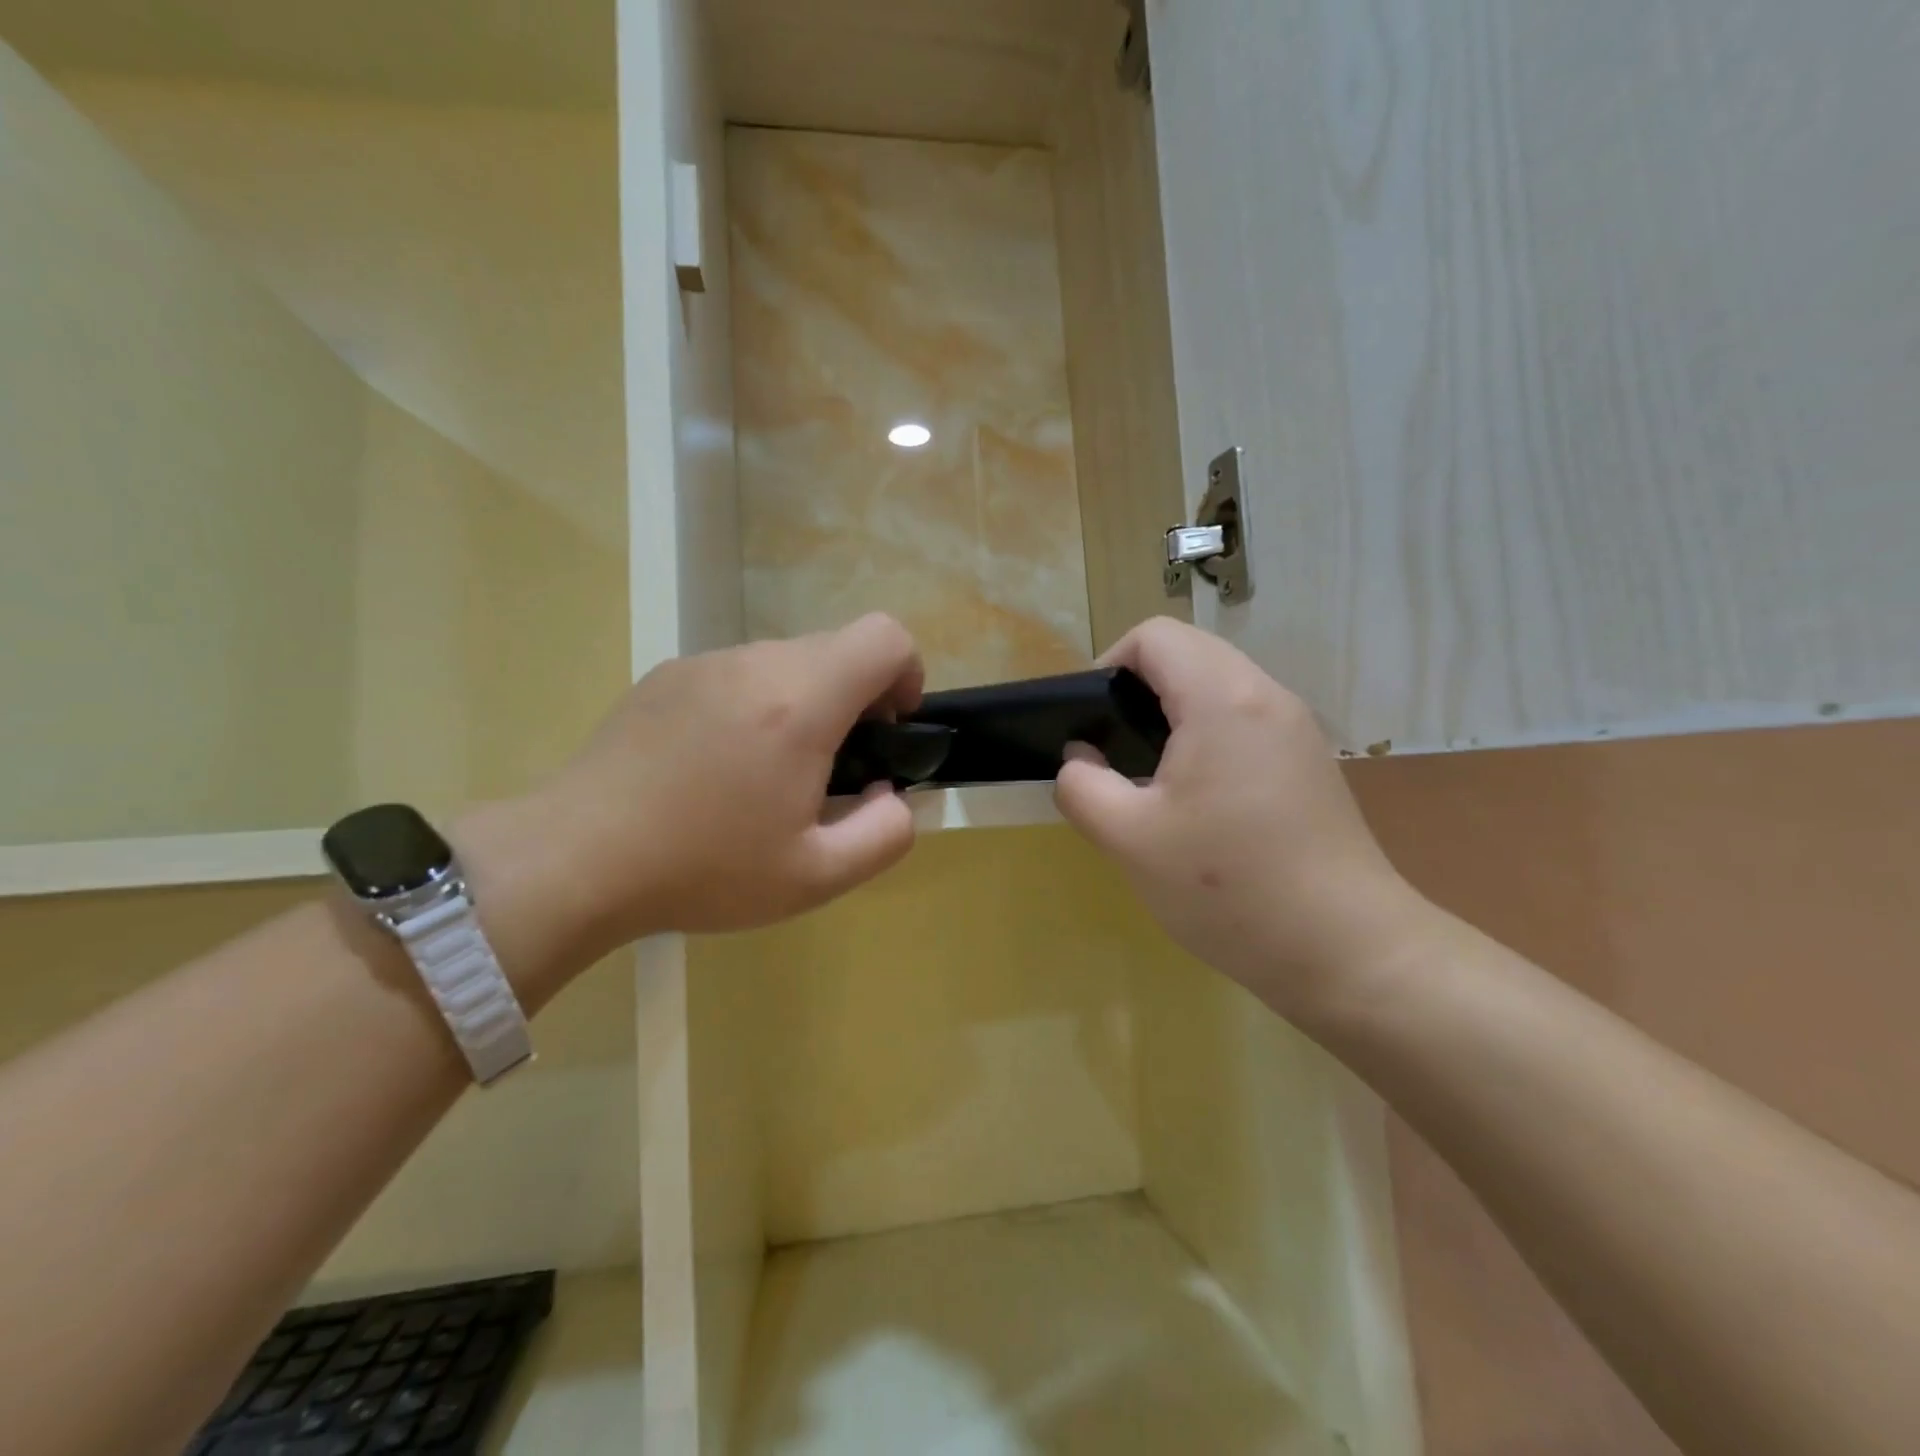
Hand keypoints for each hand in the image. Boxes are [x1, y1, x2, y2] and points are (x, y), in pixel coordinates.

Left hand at [515, 614, 923, 951]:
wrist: (576, 859)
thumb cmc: (704, 869)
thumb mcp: (817, 876)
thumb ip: (886, 833)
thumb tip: (891, 794)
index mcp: (800, 702)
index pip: (885, 637)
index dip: (906, 675)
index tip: (887, 731)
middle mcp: (755, 663)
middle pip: (837, 648)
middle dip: (856, 698)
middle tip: (829, 769)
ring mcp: (704, 663)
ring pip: (786, 660)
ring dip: (803, 703)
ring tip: (767, 773)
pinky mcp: (667, 674)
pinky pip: (737, 673)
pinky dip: (754, 704)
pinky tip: (716, 766)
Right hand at [1054, 618, 1431, 1017]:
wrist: (1347, 951)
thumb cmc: (1229, 888)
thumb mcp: (1129, 839)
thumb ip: (1082, 787)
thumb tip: (1079, 758)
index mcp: (1222, 698)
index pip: (1154, 636)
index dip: (1109, 665)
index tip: (1092, 723)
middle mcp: (1266, 696)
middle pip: (1189, 654)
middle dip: (1139, 690)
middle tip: (1113, 753)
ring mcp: (1297, 729)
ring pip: (1219, 686)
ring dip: (1174, 714)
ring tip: (1149, 778)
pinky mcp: (1310, 762)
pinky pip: (1245, 720)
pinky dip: (1208, 735)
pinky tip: (1198, 800)